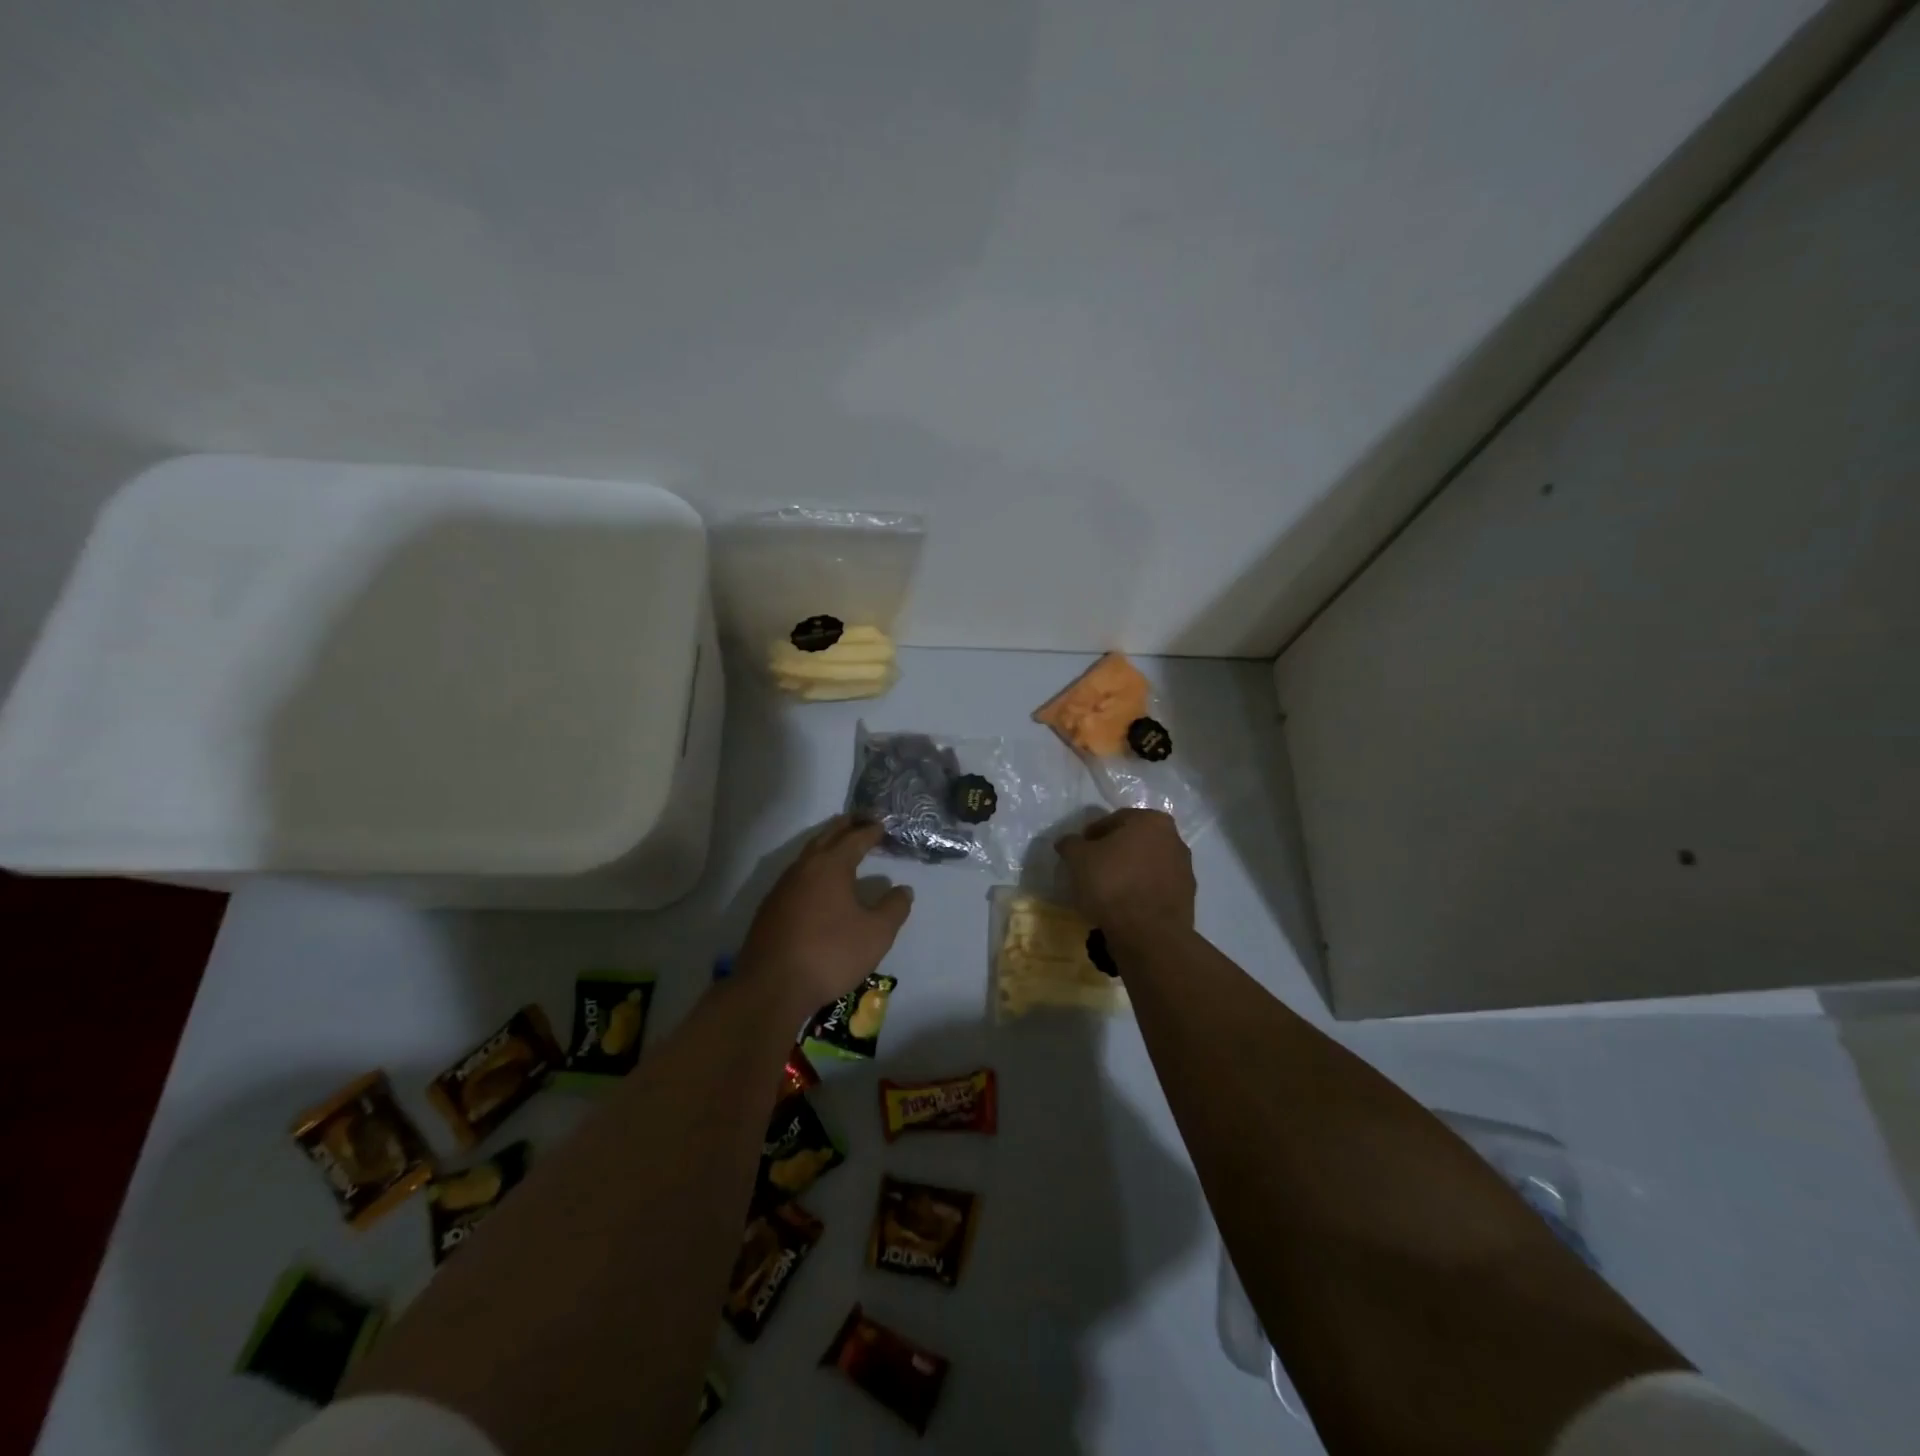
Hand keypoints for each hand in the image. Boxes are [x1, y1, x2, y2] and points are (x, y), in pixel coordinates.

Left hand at [738, 817, 912, 1011]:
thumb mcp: (876, 934)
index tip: (882, 825)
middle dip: (845, 826)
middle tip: (861, 819)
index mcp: (831, 866)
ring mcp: (782, 887)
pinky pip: (797, 875)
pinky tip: (817, 884)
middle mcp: (804, 868)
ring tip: (841, 846)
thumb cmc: (830, 954)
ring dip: (826, 845)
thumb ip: (893, 908)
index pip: (854, 839)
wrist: (772, 986)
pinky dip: (813, 867)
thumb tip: (903, 890)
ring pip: (808, 855)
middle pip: (827, 837)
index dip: (870, 831)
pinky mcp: (771, 908)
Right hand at [1055, 809, 1195, 933]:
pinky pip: (1156, 888)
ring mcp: (1185, 869)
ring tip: (1107, 891)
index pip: (1115, 820)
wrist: (1148, 934)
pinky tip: (1124, 906)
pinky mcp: (1187, 898)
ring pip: (1147, 865)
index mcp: (1152, 821)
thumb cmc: (1112, 884)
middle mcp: (1174, 839)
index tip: (1079, 851)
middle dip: (1114, 852)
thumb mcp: (1078, 859)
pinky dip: (1141, 891)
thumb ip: (1071, 844)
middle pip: (1135, 841)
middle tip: (1092, 869)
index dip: (1093, 835)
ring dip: (1129, 872)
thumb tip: (1068, 842)